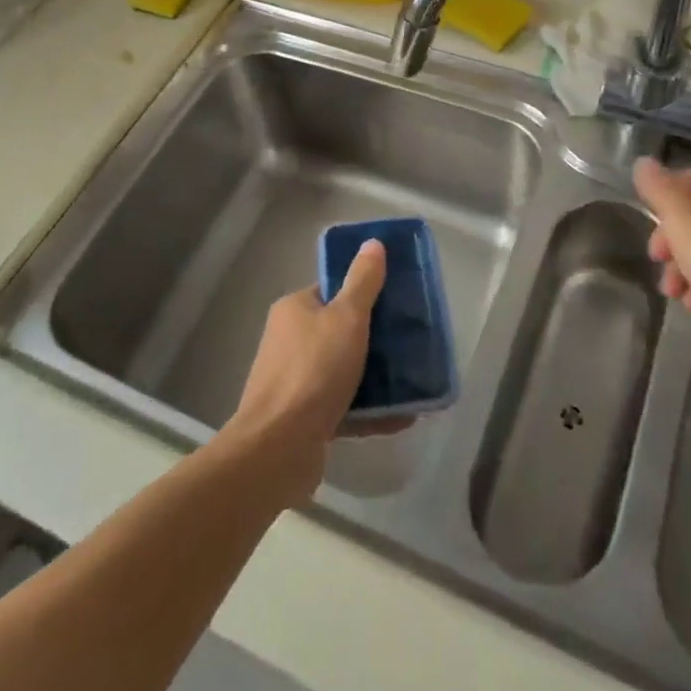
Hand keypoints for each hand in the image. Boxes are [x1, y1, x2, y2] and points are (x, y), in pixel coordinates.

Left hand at [224, 239, 399, 501]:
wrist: (278, 448)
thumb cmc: (314, 371)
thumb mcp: (346, 318)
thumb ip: (363, 282)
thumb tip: (372, 242)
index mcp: (294, 310)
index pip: (331, 291)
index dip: (363, 292)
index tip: (395, 300)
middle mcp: (290, 342)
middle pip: (339, 331)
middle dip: (374, 338)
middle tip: (409, 341)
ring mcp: (294, 382)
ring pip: (343, 371)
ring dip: (375, 377)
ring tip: (412, 380)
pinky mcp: (302, 419)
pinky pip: (343, 407)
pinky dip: (369, 410)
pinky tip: (402, 417)